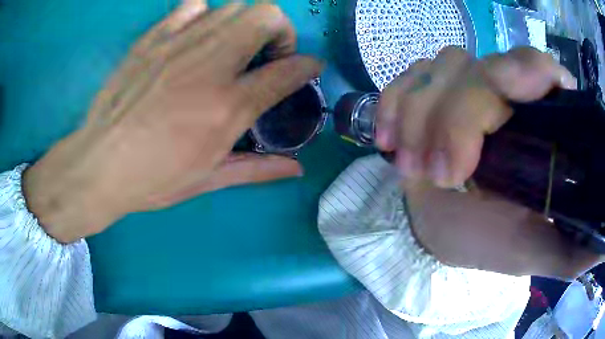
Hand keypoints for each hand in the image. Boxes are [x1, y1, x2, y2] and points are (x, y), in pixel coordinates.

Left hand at [22, 0, 321, 242]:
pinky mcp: (153, 39)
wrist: (99, 165)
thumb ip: (258, 168)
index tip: (309, 68)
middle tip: (267, 55)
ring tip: (231, 48)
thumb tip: (297, 169)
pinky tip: (195, 37)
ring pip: (234, 7)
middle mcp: (210, 65)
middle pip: (266, 16)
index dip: (308, 65)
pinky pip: (191, 7)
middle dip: (280, 31)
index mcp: (227, 106)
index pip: (289, 70)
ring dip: (244, 24)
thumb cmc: (153, 178)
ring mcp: (179, 45)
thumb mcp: (208, 180)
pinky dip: (204, 15)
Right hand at [376, 46, 601, 278]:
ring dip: (419, 114)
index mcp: (541, 125)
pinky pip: (407, 77)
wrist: (446, 232)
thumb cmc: (494, 243)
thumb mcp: (539, 252)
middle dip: (455, 115)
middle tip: (441, 173)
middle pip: (481, 68)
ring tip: (412, 168)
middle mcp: (506, 94)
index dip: (523, 69)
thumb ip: (574, 247)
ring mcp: (463, 89)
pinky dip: (393, 101)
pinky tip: (386, 138)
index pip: (540, 69)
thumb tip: (598, 242)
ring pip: (441, 67)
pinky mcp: (427, 95)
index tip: (501, 92)